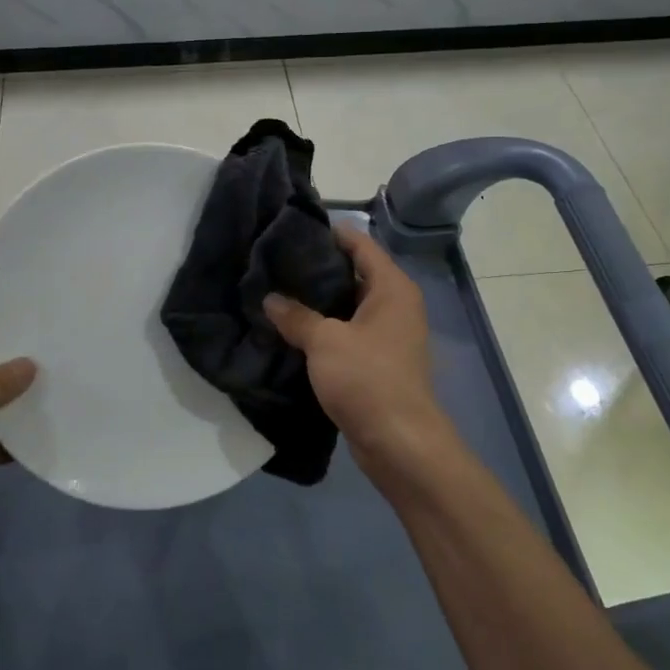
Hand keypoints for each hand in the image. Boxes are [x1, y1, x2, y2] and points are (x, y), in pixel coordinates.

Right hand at [263, 226, 454, 486]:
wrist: (399, 442)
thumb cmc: (367, 379)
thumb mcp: (325, 341)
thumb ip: (296, 316)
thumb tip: (271, 298)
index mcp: (391, 287)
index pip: (360, 243)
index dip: (329, 233)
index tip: (292, 227)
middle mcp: (394, 305)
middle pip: (353, 274)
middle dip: (316, 269)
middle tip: (274, 262)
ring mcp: (388, 335)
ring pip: (347, 307)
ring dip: (317, 303)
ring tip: (276, 293)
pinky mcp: (377, 362)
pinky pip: (346, 334)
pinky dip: (323, 330)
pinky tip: (290, 331)